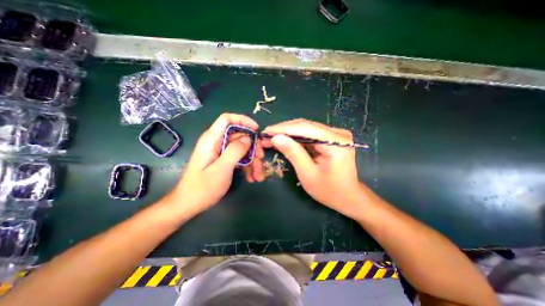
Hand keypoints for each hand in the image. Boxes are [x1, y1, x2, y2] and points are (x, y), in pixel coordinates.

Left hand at [168, 113, 266, 215]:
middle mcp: (217, 143)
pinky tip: (252, 178)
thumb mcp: (221, 169)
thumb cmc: (202, 188)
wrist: (189, 205)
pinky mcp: (224, 161)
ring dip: (253, 161)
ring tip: (259, 176)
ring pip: (242, 149)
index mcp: (212, 139)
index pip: (227, 119)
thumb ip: (235, 151)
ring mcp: (221, 152)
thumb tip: (248, 138)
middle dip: (253, 146)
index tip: (256, 130)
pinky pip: (239, 158)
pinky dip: (248, 167)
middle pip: (239, 136)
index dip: (243, 120)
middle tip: (261, 158)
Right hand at [263, 119, 359, 217]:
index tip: (267, 131)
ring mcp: (335, 134)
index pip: (306, 128)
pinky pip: (310, 134)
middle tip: (266, 135)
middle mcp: (338, 133)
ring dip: (288, 133)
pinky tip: (284, 140)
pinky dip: (296, 137)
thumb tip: (276, 138)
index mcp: (336, 142)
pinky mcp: (331, 138)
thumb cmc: (330, 191)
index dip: (284, 129)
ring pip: (306, 128)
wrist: (348, 197)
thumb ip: (293, 153)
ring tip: (272, 137)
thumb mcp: (308, 174)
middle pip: (306, 126)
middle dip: (284, 130)